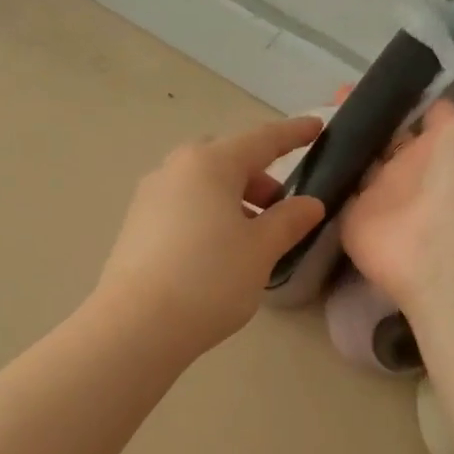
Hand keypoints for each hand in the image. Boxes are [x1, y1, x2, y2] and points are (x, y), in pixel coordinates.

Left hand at [95, 116, 326, 353]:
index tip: (317, 127)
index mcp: (210, 164)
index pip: (262, 139)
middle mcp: (175, 169)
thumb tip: (309, 204)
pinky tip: (218, 250)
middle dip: (257, 175)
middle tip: (278, 207)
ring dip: (232, 198)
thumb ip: (289, 221)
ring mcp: (150, 196)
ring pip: (201, 184)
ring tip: (251, 236)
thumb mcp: (261, 250)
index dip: (293, 134)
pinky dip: (207, 214)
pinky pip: (182, 205)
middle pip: (225, 159)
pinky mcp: (136, 225)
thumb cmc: (209, 279)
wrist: (137, 325)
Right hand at [340, 61, 453, 312]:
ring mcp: (383, 196)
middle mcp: (416, 171)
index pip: (428, 115)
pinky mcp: (353, 218)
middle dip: (369, 115)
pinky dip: (322, 174)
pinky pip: (334, 191)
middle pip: (388, 137)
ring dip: (342, 140)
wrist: (449, 248)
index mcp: (450, 146)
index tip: (385, 71)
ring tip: (315, 114)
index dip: (410, 93)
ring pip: (360, 160)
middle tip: (339, 91)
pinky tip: (300, 149)